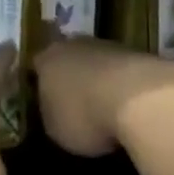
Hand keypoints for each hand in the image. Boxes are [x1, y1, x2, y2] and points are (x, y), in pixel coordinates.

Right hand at [31, 38, 173, 156]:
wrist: (137, 98)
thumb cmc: (84, 115)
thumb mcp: (56, 129)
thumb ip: (51, 115)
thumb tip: (55, 111)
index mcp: (46, 59)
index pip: (36, 68)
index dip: (39, 85)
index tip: (44, 102)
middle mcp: (73, 45)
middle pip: (67, 60)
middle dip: (71, 79)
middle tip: (75, 104)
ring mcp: (107, 46)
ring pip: (96, 63)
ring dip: (98, 81)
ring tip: (105, 109)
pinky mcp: (137, 54)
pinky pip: (121, 71)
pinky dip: (122, 86)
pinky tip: (129, 107)